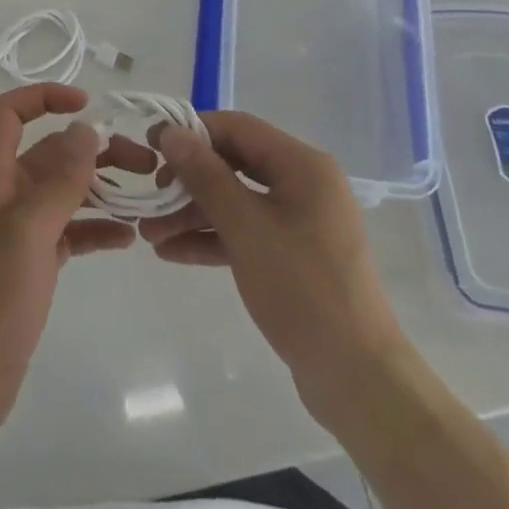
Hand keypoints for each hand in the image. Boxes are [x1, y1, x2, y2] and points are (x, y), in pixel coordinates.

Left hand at [0, 84, 142, 439]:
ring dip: (102, 188)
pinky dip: (95, 228)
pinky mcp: (32, 265)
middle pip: (50, 153)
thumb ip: (60, 181)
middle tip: (145, 164)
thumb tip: (86, 131)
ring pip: (64, 192)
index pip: (8, 114)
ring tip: (146, 198)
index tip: (88, 105)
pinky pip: (68, 232)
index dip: (43, 97)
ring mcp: (18, 231)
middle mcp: (5, 196)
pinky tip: (127, 239)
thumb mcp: (29, 232)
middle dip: (94, 150)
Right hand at [141, 111, 406, 416]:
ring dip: (193, 214)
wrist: (358, 380)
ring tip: (150, 234)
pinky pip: (246, 233)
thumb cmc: (302, 288)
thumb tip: (171, 132)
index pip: (238, 128)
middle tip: (150, 198)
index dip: (192, 132)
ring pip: (237, 202)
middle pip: (235, 165)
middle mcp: (304, 185)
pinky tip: (173, 252)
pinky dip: (213, 239)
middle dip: (188, 181)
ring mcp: (301, 222)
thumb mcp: (245, 226)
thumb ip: (205, 175)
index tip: (151, 144)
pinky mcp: (294, 257)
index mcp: (303, 165)